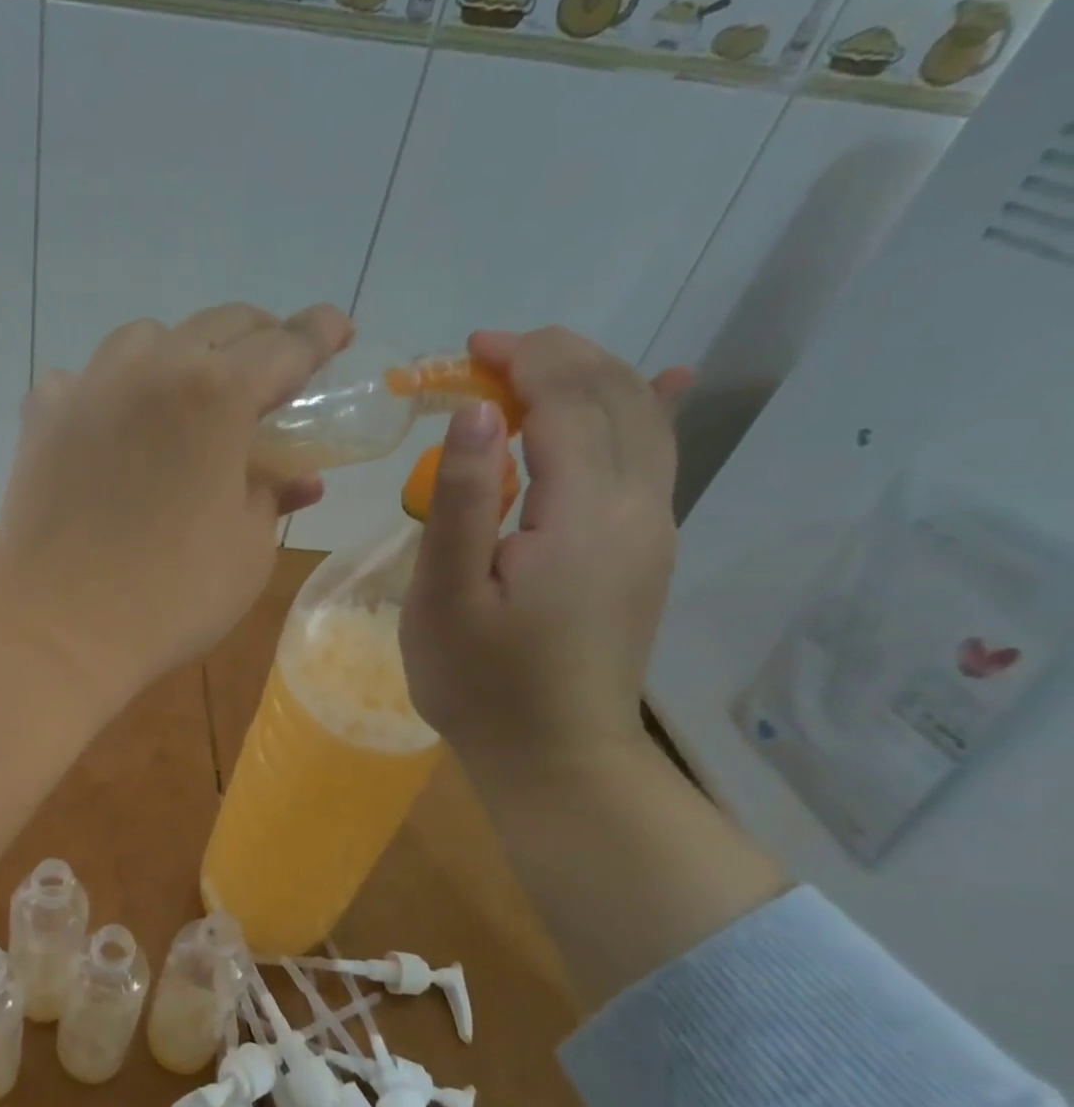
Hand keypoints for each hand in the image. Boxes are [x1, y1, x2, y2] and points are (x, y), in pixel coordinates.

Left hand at [0, 303, 352, 698]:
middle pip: (217, 327)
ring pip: (145, 340)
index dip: (319, 334)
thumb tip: (293, 478)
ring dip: (181, 354)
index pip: (284, 346)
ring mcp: (88, 389)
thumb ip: (272, 498)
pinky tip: (114, 425)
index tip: (338, 330)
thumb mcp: (248, 552)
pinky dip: (110, 391)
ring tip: (192, 394)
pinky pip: (83, 380)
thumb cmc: (169, 599)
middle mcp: (151, 370)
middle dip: (258, 337)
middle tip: (275, 368)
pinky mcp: (42, 420)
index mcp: (216, 396)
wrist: (56, 631)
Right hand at [400, 327, 691, 790]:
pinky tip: (661, 383)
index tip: (469, 348)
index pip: (569, 401)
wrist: (554, 757)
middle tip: (488, 353)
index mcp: (586, 514)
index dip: (523, 360)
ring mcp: (654, 530)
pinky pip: (658, 459)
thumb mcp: (446, 596)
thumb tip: (477, 410)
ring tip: (534, 368)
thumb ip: (462, 500)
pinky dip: (645, 410)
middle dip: (556, 358)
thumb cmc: (481, 683)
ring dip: (591, 379)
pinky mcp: (648, 553)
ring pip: (643, 421)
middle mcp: (640, 508)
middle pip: (614, 398)